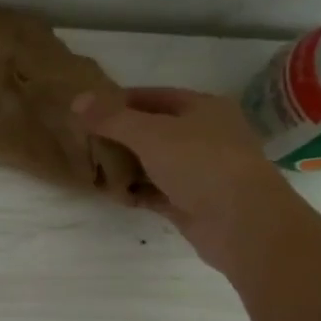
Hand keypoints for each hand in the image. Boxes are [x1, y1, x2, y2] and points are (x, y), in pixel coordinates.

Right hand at [73, 88, 284, 273]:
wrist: (243, 224)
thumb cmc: (201, 164)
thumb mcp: (151, 133)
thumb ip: (112, 118)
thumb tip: (77, 99)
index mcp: (203, 108)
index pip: (153, 96)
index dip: (119, 101)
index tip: (86, 111)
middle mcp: (204, 136)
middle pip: (153, 130)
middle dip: (119, 136)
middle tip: (84, 141)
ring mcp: (200, 171)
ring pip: (154, 163)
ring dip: (126, 166)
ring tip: (91, 168)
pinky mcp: (192, 203)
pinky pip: (157, 192)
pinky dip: (136, 192)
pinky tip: (112, 195)